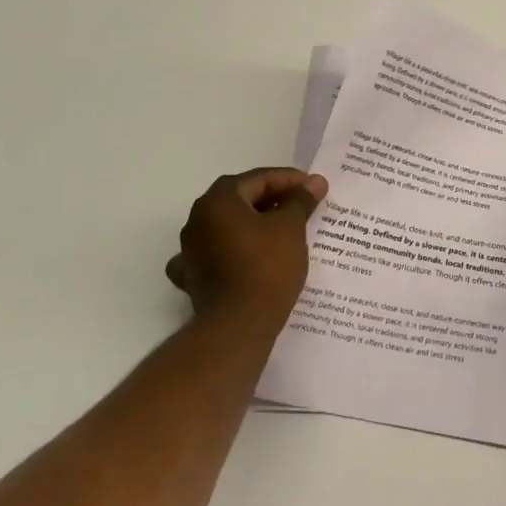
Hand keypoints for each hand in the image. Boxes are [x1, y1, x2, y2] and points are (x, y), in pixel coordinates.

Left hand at [167, 167, 327, 326]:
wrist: (238, 326)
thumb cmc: (267, 267)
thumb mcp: (291, 227)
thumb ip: (301, 200)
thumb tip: (315, 182)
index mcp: (219, 200)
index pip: (258, 179)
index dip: (290, 180)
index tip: (314, 187)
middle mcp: (197, 219)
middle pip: (240, 199)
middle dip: (272, 199)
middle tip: (302, 205)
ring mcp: (191, 249)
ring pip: (228, 226)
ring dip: (254, 224)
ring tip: (284, 230)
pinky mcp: (193, 276)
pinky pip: (217, 253)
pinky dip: (234, 250)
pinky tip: (247, 256)